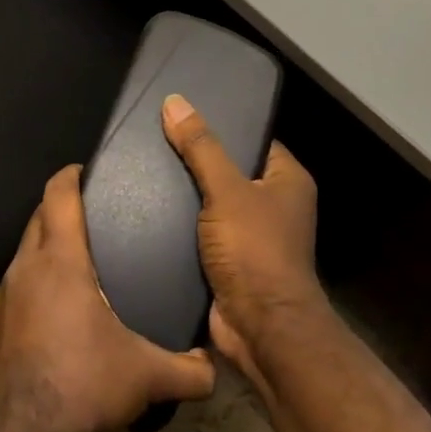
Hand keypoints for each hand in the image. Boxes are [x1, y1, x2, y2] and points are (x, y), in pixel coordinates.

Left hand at [0, 165, 216, 431]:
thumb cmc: (84, 386)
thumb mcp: (146, 377)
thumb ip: (188, 370)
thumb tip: (215, 370)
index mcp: (60, 262)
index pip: (58, 196)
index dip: (69, 176)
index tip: (83, 171)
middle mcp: (22, 271)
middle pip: (36, 221)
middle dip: (57, 212)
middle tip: (87, 220)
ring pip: (19, 262)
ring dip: (40, 259)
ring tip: (68, 276)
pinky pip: (5, 302)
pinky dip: (23, 300)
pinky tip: (40, 328)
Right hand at [161, 93, 326, 389]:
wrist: (260, 329)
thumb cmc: (255, 251)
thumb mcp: (227, 190)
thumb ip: (201, 147)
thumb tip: (175, 102)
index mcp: (287, 181)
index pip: (253, 140)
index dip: (222, 126)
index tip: (182, 115)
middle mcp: (274, 205)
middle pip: (230, 171)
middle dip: (196, 162)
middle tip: (154, 141)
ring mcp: (252, 236)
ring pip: (213, 204)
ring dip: (185, 196)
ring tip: (143, 172)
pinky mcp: (230, 262)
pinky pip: (202, 233)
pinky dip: (181, 226)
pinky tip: (146, 211)